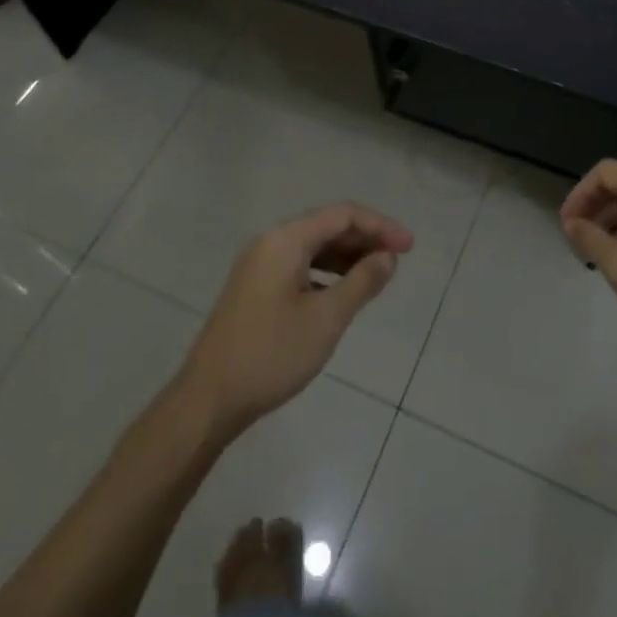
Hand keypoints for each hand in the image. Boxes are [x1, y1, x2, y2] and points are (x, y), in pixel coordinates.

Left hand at [180, 204, 412, 437]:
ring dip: (346, 256)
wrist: (207, 401)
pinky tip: (341, 293)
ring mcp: (258, 266)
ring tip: (376, 276)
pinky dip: (325, 272)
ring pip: (312, 247)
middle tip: (397, 261)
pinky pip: (299, 266)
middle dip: (365, 239)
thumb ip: (361, 282)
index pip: (342, 215)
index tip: (409, 248)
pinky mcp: (254, 289)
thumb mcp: (326, 319)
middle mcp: (270, 243)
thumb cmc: (271, 354)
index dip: (379, 226)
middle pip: (327, 227)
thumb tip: (387, 257)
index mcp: (285, 240)